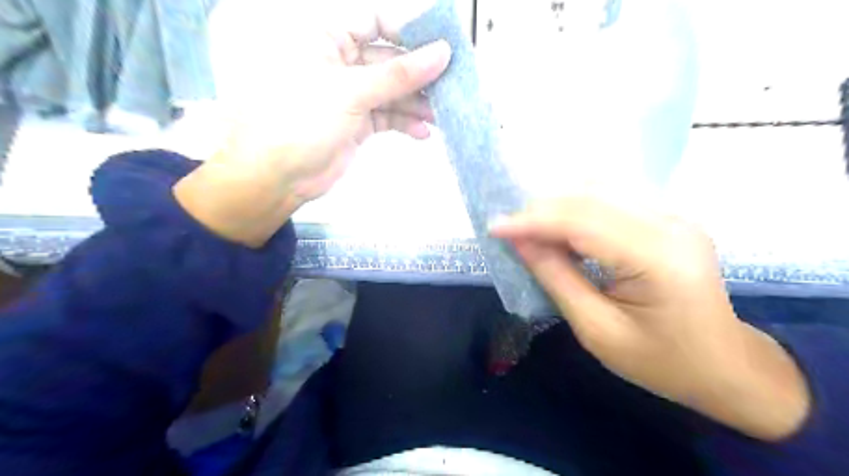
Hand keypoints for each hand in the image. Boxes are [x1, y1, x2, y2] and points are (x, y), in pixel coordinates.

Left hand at [174, 1, 449, 249]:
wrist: (278, 176)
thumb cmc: (303, 120)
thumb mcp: (351, 92)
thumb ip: (399, 74)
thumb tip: (442, 52)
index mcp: (328, 38)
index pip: (375, 21)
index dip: (409, 30)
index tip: (443, 44)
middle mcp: (340, 62)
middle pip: (389, 60)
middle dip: (420, 74)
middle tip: (453, 84)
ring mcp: (350, 95)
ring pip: (392, 91)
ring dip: (417, 103)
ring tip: (442, 114)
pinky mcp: (357, 123)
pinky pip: (387, 116)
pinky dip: (405, 124)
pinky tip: (422, 133)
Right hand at [495, 195, 812, 439]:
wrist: (726, 367)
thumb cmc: (661, 361)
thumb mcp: (597, 330)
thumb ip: (557, 278)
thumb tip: (520, 242)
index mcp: (658, 258)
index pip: (582, 222)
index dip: (533, 221)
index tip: (494, 227)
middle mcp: (672, 224)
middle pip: (591, 198)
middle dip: (541, 210)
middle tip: (510, 231)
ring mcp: (675, 215)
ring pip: (601, 190)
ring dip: (558, 206)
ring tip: (531, 231)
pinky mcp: (670, 217)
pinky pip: (614, 198)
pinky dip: (579, 207)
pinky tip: (562, 228)